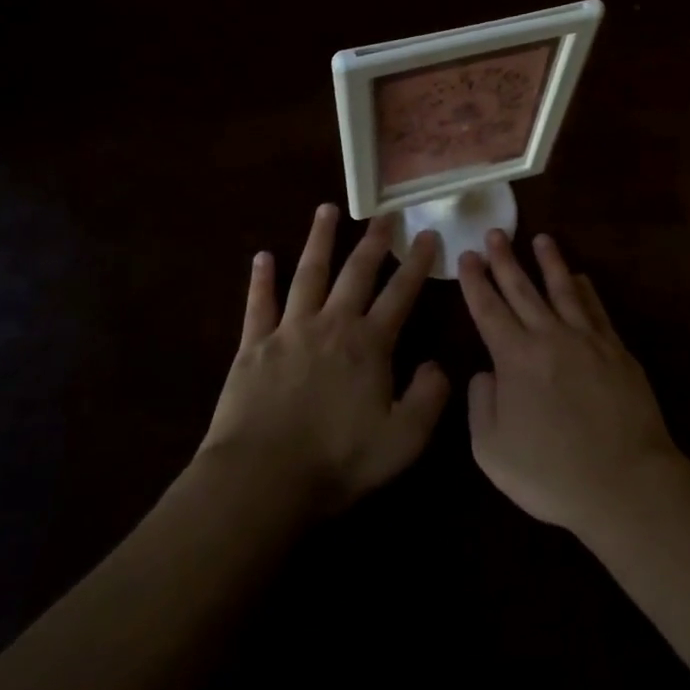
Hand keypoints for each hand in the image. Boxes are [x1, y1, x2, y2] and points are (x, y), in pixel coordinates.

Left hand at [200, 205, 446, 516]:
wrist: (261, 479)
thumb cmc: (337, 460)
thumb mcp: (403, 439)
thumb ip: (429, 398)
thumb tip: (436, 365)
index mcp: (369, 344)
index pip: (400, 293)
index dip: (417, 263)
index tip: (427, 234)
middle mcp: (332, 325)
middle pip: (356, 272)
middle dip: (373, 241)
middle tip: (384, 214)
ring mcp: (289, 331)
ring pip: (308, 274)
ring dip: (319, 240)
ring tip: (327, 209)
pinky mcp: (253, 346)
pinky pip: (259, 304)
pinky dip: (261, 279)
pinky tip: (262, 256)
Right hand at [459, 230, 684, 538]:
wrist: (624, 481)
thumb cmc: (551, 473)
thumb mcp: (492, 450)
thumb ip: (480, 405)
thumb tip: (485, 372)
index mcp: (515, 357)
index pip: (488, 309)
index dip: (475, 281)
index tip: (467, 255)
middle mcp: (550, 336)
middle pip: (523, 289)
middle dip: (505, 259)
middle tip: (495, 233)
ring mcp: (587, 339)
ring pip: (563, 288)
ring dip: (549, 261)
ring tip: (540, 239)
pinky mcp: (616, 349)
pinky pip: (596, 308)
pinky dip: (585, 289)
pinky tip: (580, 277)